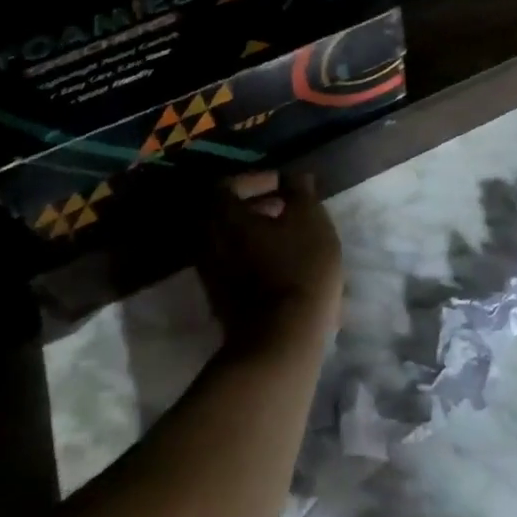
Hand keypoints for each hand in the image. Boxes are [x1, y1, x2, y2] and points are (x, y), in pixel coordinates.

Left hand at [197, 170, 343, 356]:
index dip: (257, 180)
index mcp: (223, 216)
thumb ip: (300, 190)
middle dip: (257, 207)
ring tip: (290, 238)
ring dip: (256, 233)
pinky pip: (233, 265)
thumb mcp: (310, 220)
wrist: (281, 339)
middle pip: (225, 213)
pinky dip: (253, 257)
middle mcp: (207, 241)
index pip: (228, 184)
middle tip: (288, 210)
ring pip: (230, 241)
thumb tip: (294, 176)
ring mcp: (210, 274)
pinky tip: (282, 266)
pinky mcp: (219, 300)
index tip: (285, 187)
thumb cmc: (299, 268)